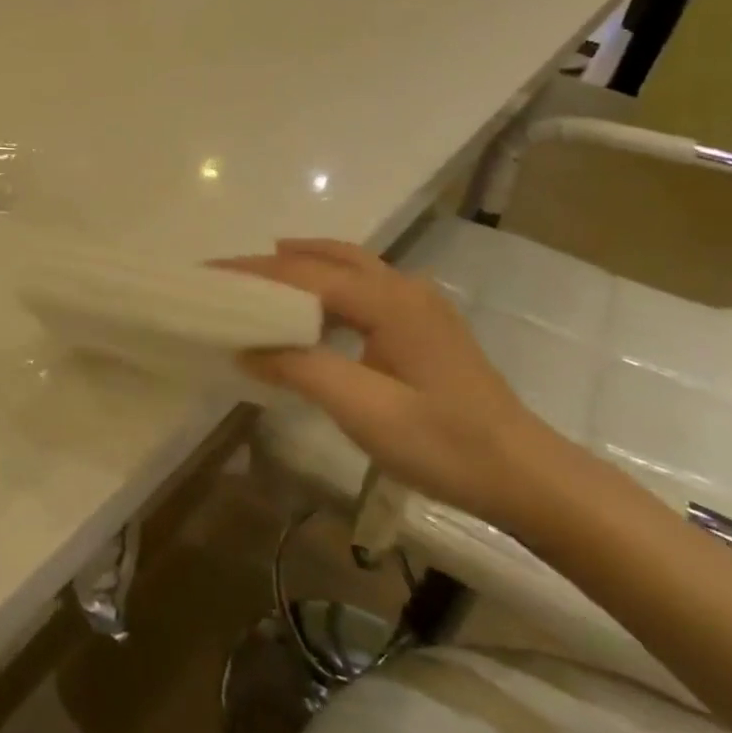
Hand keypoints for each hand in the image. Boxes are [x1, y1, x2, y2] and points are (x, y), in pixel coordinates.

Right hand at [216, 239, 575, 530]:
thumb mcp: (364, 410)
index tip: (207, 272)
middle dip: (275, 260)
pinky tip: (312, 304)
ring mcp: (419, 304)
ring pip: (349, 265)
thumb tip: (246, 348)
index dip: (252, 272)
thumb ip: (300, 369)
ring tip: (261, 274)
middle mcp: (404, 288)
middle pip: (328, 257)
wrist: (525, 475)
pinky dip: (326, 281)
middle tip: (229, 271)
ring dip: (303, 264)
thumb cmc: (444, 444)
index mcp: (389, 301)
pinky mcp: (423, 324)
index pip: (305, 275)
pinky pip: (363, 284)